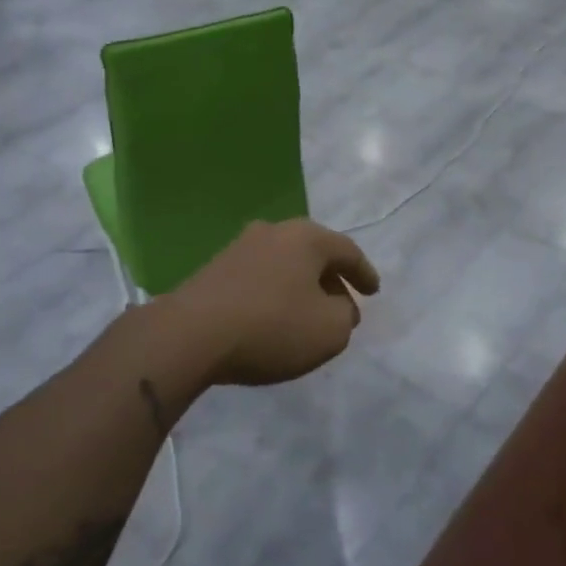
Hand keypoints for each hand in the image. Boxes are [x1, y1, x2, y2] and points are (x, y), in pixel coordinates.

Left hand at [162, 219, 379, 386]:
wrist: (192, 334)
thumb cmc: (272, 326)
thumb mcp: (330, 330)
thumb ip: (345, 315)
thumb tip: (338, 305)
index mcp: (307, 237)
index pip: (347, 251)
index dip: (364, 273)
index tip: (373, 292)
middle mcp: (274, 231)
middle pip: (314, 253)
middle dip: (331, 278)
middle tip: (343, 303)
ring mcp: (240, 247)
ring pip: (285, 264)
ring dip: (301, 286)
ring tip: (309, 312)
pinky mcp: (215, 268)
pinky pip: (260, 277)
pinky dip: (275, 293)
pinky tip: (274, 316)